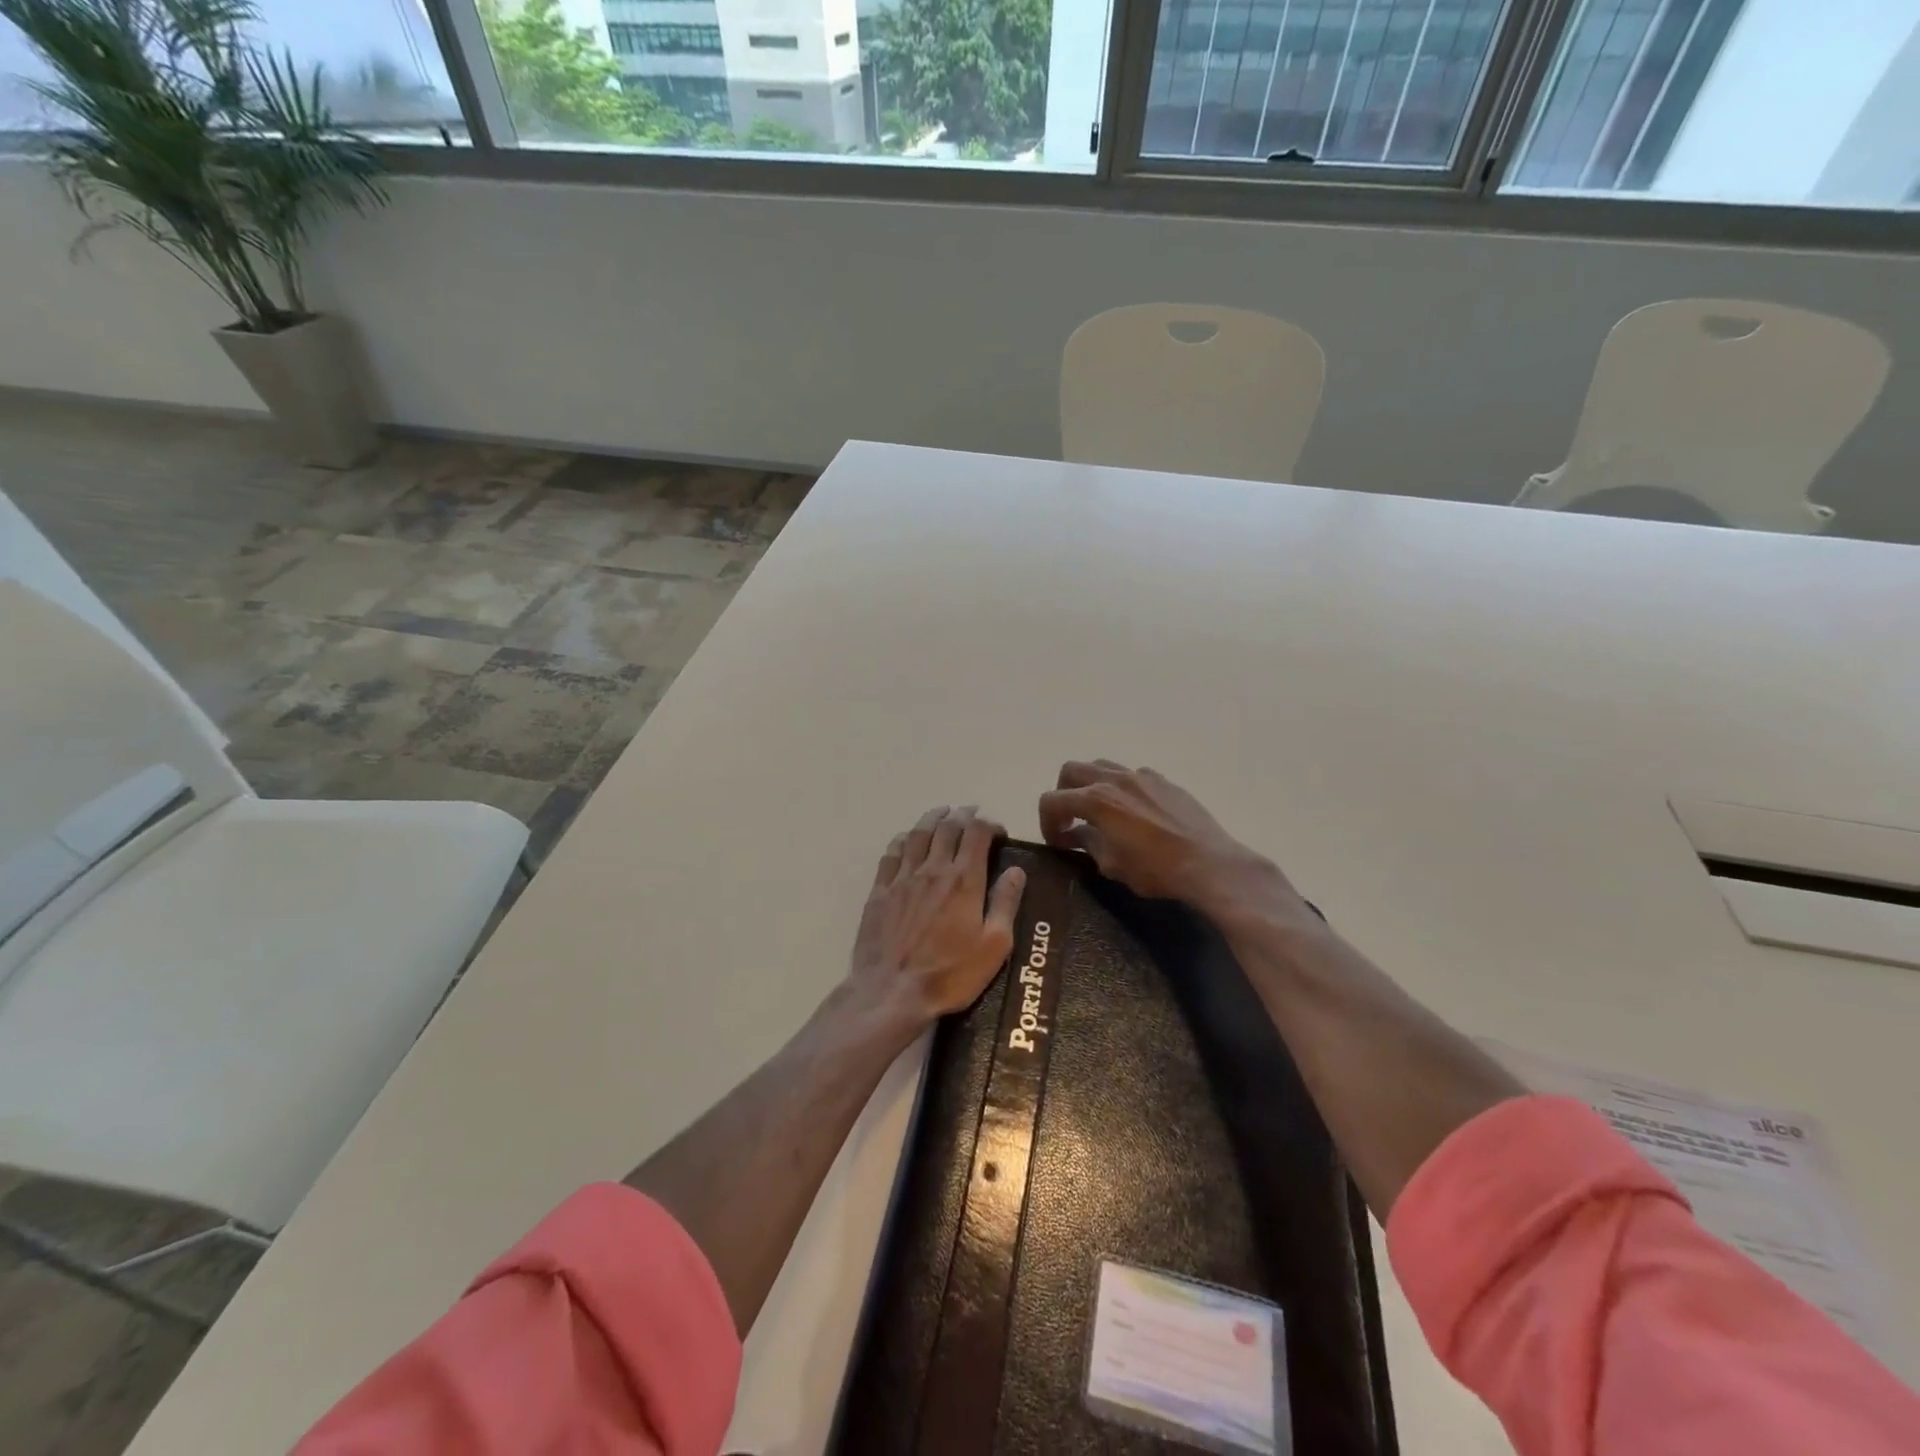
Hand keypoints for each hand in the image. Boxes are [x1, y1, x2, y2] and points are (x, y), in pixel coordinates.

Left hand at [848, 805, 1026, 1024]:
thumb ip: (1005, 903)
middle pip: (947, 827)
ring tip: (942, 813)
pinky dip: (903, 839)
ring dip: (932, 818)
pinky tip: (906, 839)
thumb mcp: (994, 946)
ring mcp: (903, 878)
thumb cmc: (950, 974)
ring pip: (917, 834)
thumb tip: (1016, 870)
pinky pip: (891, 853)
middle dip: (962, 814)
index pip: (977, 833)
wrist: (892, 993)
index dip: (989, 824)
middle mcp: (933, 869)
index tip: (998, 832)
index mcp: (964, 880)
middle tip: (971, 813)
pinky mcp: (880, 891)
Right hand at [1038, 761, 1304, 919]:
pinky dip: (1121, 788)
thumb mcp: (1111, 864)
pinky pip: (1132, 775)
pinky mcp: (1164, 781)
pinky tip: (1134, 813)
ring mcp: (1142, 776)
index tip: (1058, 842)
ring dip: (1090, 785)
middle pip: (1071, 771)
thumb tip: (1077, 835)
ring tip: (1100, 812)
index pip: (1052, 800)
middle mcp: (1115, 779)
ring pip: (1102, 766)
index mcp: (1096, 800)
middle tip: (1071, 820)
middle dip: (1063, 794)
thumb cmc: (1155, 870)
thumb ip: (1088, 843)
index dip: (1047, 822)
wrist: (1208, 864)